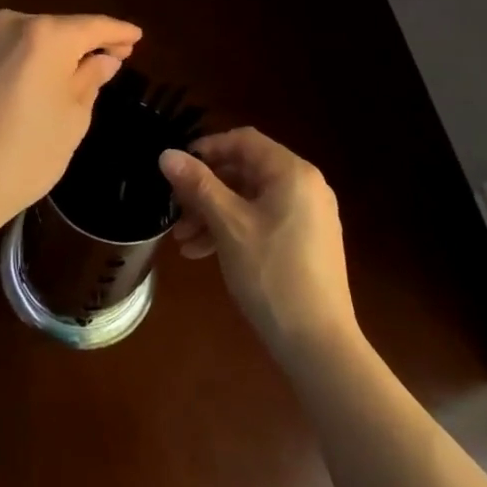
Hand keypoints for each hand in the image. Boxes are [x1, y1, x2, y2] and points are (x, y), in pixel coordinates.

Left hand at [0, 10, 141, 233]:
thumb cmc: (27, 152)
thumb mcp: (73, 117)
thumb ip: (92, 78)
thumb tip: (105, 59)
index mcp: (46, 34)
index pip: (93, 26)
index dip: (118, 32)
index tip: (138, 36)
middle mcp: (15, 22)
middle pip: (65, 28)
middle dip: (90, 42)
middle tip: (119, 56)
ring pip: (40, 36)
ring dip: (64, 49)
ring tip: (91, 66)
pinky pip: (19, 47)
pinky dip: (40, 56)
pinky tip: (55, 72)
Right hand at [159, 128, 356, 357]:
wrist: (319, 346)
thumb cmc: (271, 274)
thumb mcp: (228, 225)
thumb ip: (198, 185)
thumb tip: (166, 154)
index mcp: (293, 172)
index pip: (244, 141)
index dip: (207, 148)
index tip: (177, 169)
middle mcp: (306, 186)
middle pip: (246, 171)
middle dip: (206, 190)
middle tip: (176, 211)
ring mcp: (309, 216)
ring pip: (252, 200)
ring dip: (215, 214)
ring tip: (183, 241)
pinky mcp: (307, 244)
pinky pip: (264, 221)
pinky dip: (235, 230)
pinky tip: (204, 254)